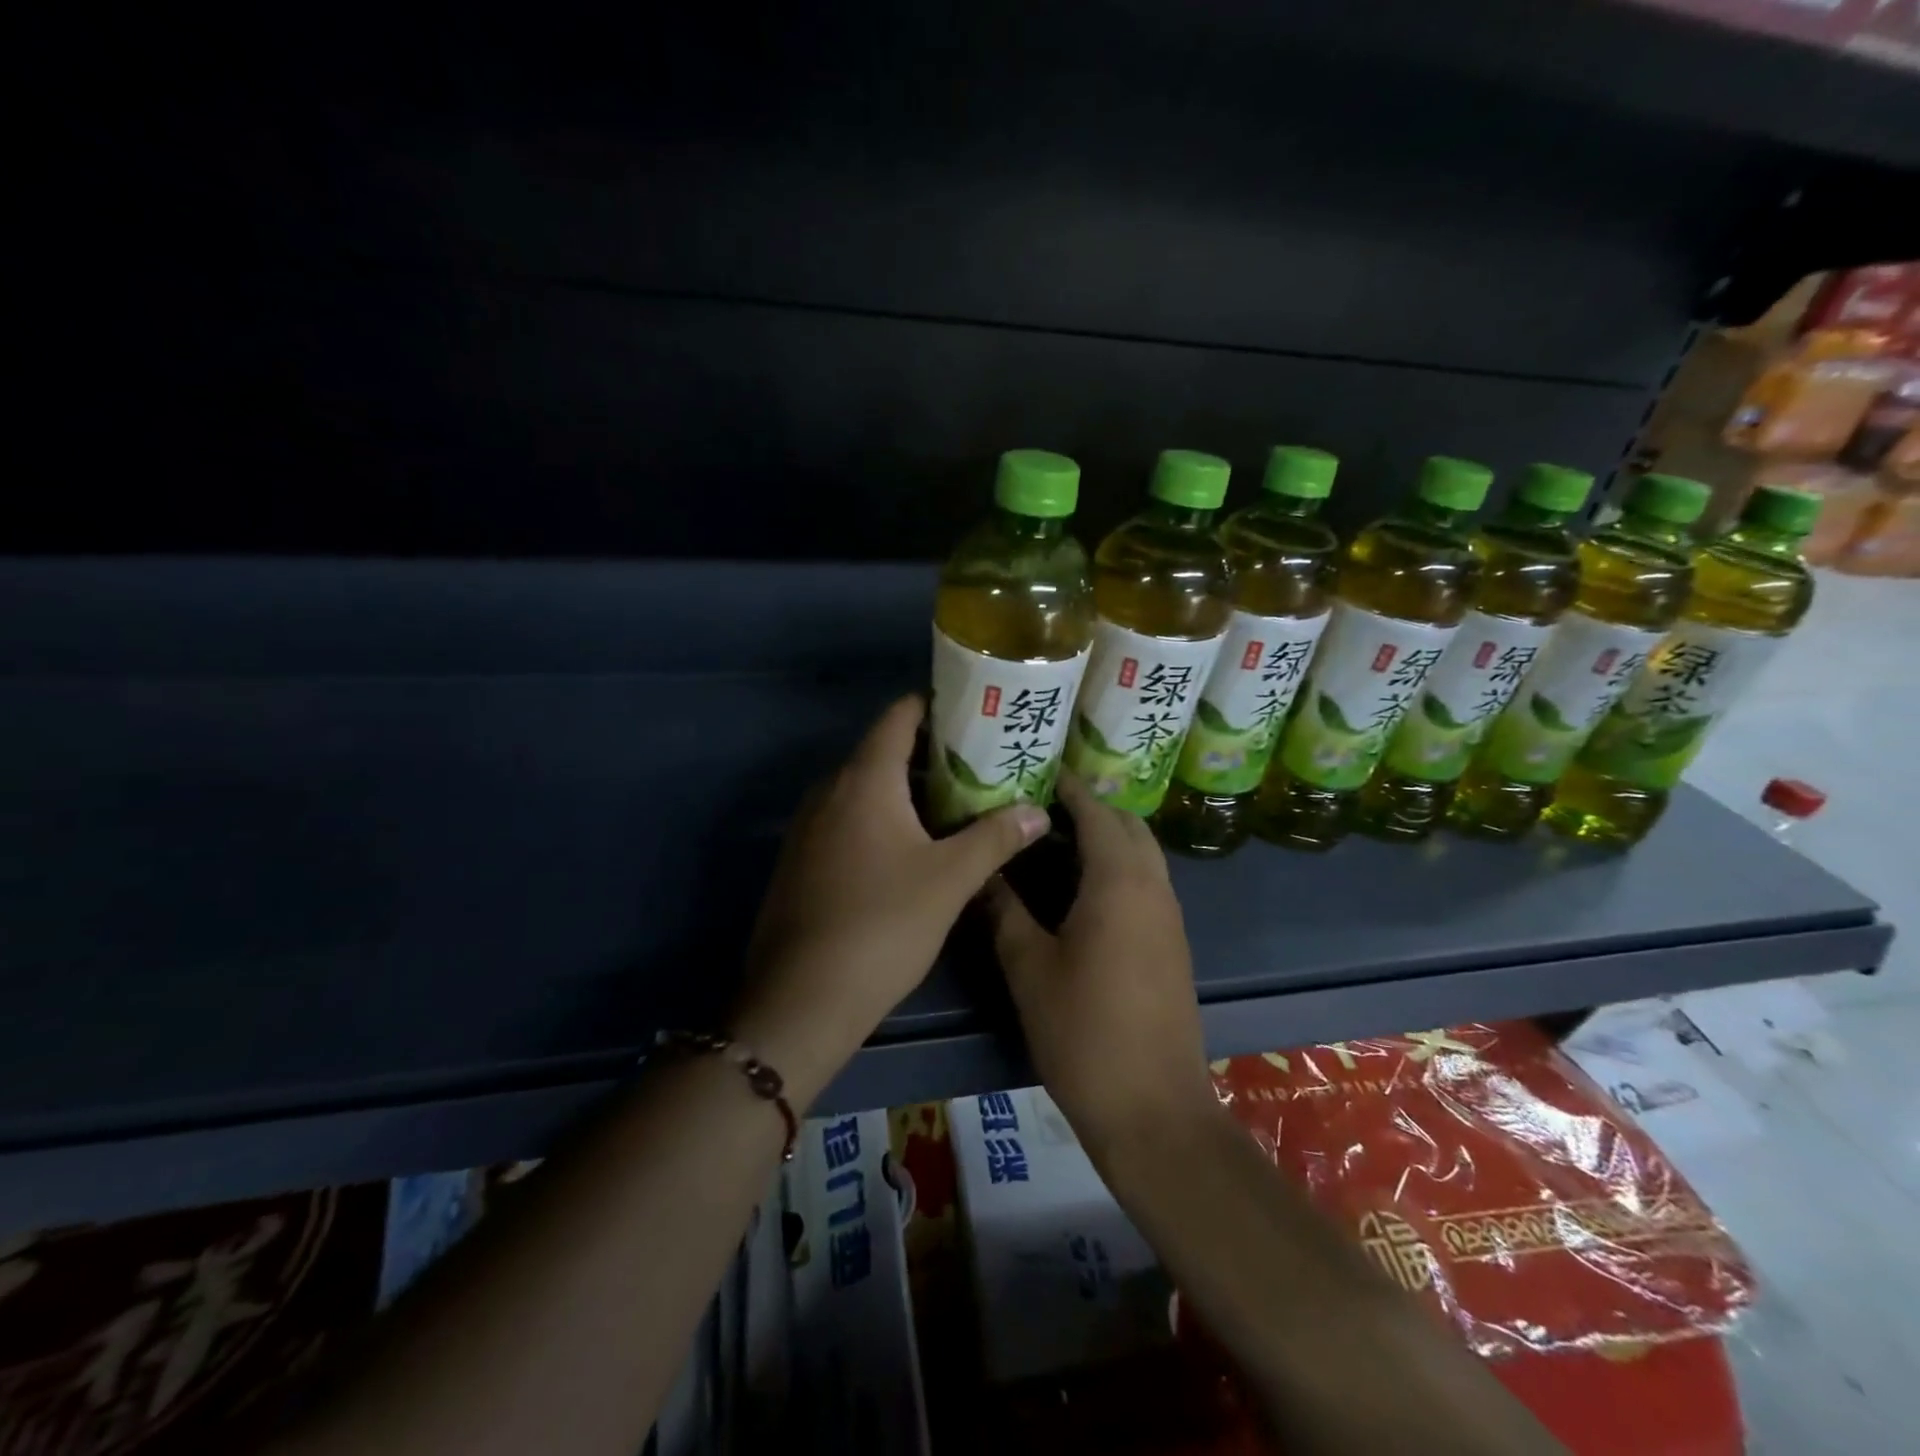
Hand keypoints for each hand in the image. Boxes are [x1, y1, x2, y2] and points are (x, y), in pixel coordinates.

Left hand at [731, 695, 1049, 1105]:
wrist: (802, 997)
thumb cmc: (883, 925)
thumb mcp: (950, 880)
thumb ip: (996, 838)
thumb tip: (1039, 811)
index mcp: (864, 780)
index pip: (899, 715)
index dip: (936, 705)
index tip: (976, 712)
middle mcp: (830, 790)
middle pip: (883, 751)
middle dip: (932, 753)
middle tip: (982, 763)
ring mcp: (809, 826)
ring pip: (865, 789)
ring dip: (907, 790)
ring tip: (957, 803)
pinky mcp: (802, 859)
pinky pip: (847, 819)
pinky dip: (881, 818)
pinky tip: (912, 847)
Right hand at [985, 774, 1215, 1145]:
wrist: (1152, 1109)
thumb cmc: (1083, 1031)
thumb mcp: (1029, 967)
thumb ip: (1004, 909)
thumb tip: (983, 870)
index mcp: (1119, 881)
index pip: (1096, 811)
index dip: (1067, 787)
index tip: (1034, 772)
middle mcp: (1154, 886)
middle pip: (1127, 824)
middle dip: (1089, 808)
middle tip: (1039, 809)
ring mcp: (1170, 916)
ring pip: (1142, 854)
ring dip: (1106, 838)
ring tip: (1053, 843)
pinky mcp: (1172, 944)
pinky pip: (1147, 883)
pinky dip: (1118, 868)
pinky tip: (1079, 891)